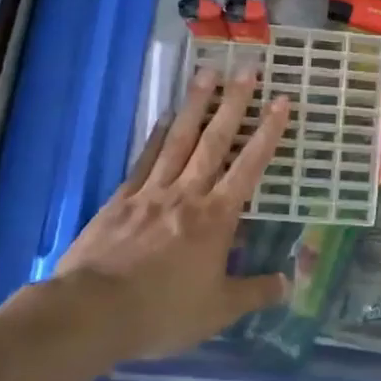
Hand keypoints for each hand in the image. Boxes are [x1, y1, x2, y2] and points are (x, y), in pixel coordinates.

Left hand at [26, 67, 292, 360]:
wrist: (92, 312)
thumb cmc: (162, 312)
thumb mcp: (218, 310)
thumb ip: (254, 292)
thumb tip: (288, 283)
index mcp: (216, 218)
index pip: (249, 166)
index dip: (268, 133)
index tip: (281, 101)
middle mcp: (187, 194)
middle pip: (215, 141)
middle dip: (235, 103)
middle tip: (247, 68)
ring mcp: (151, 192)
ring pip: (179, 139)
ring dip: (196, 105)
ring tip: (207, 73)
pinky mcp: (121, 199)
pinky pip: (145, 159)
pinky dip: (156, 135)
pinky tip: (164, 117)